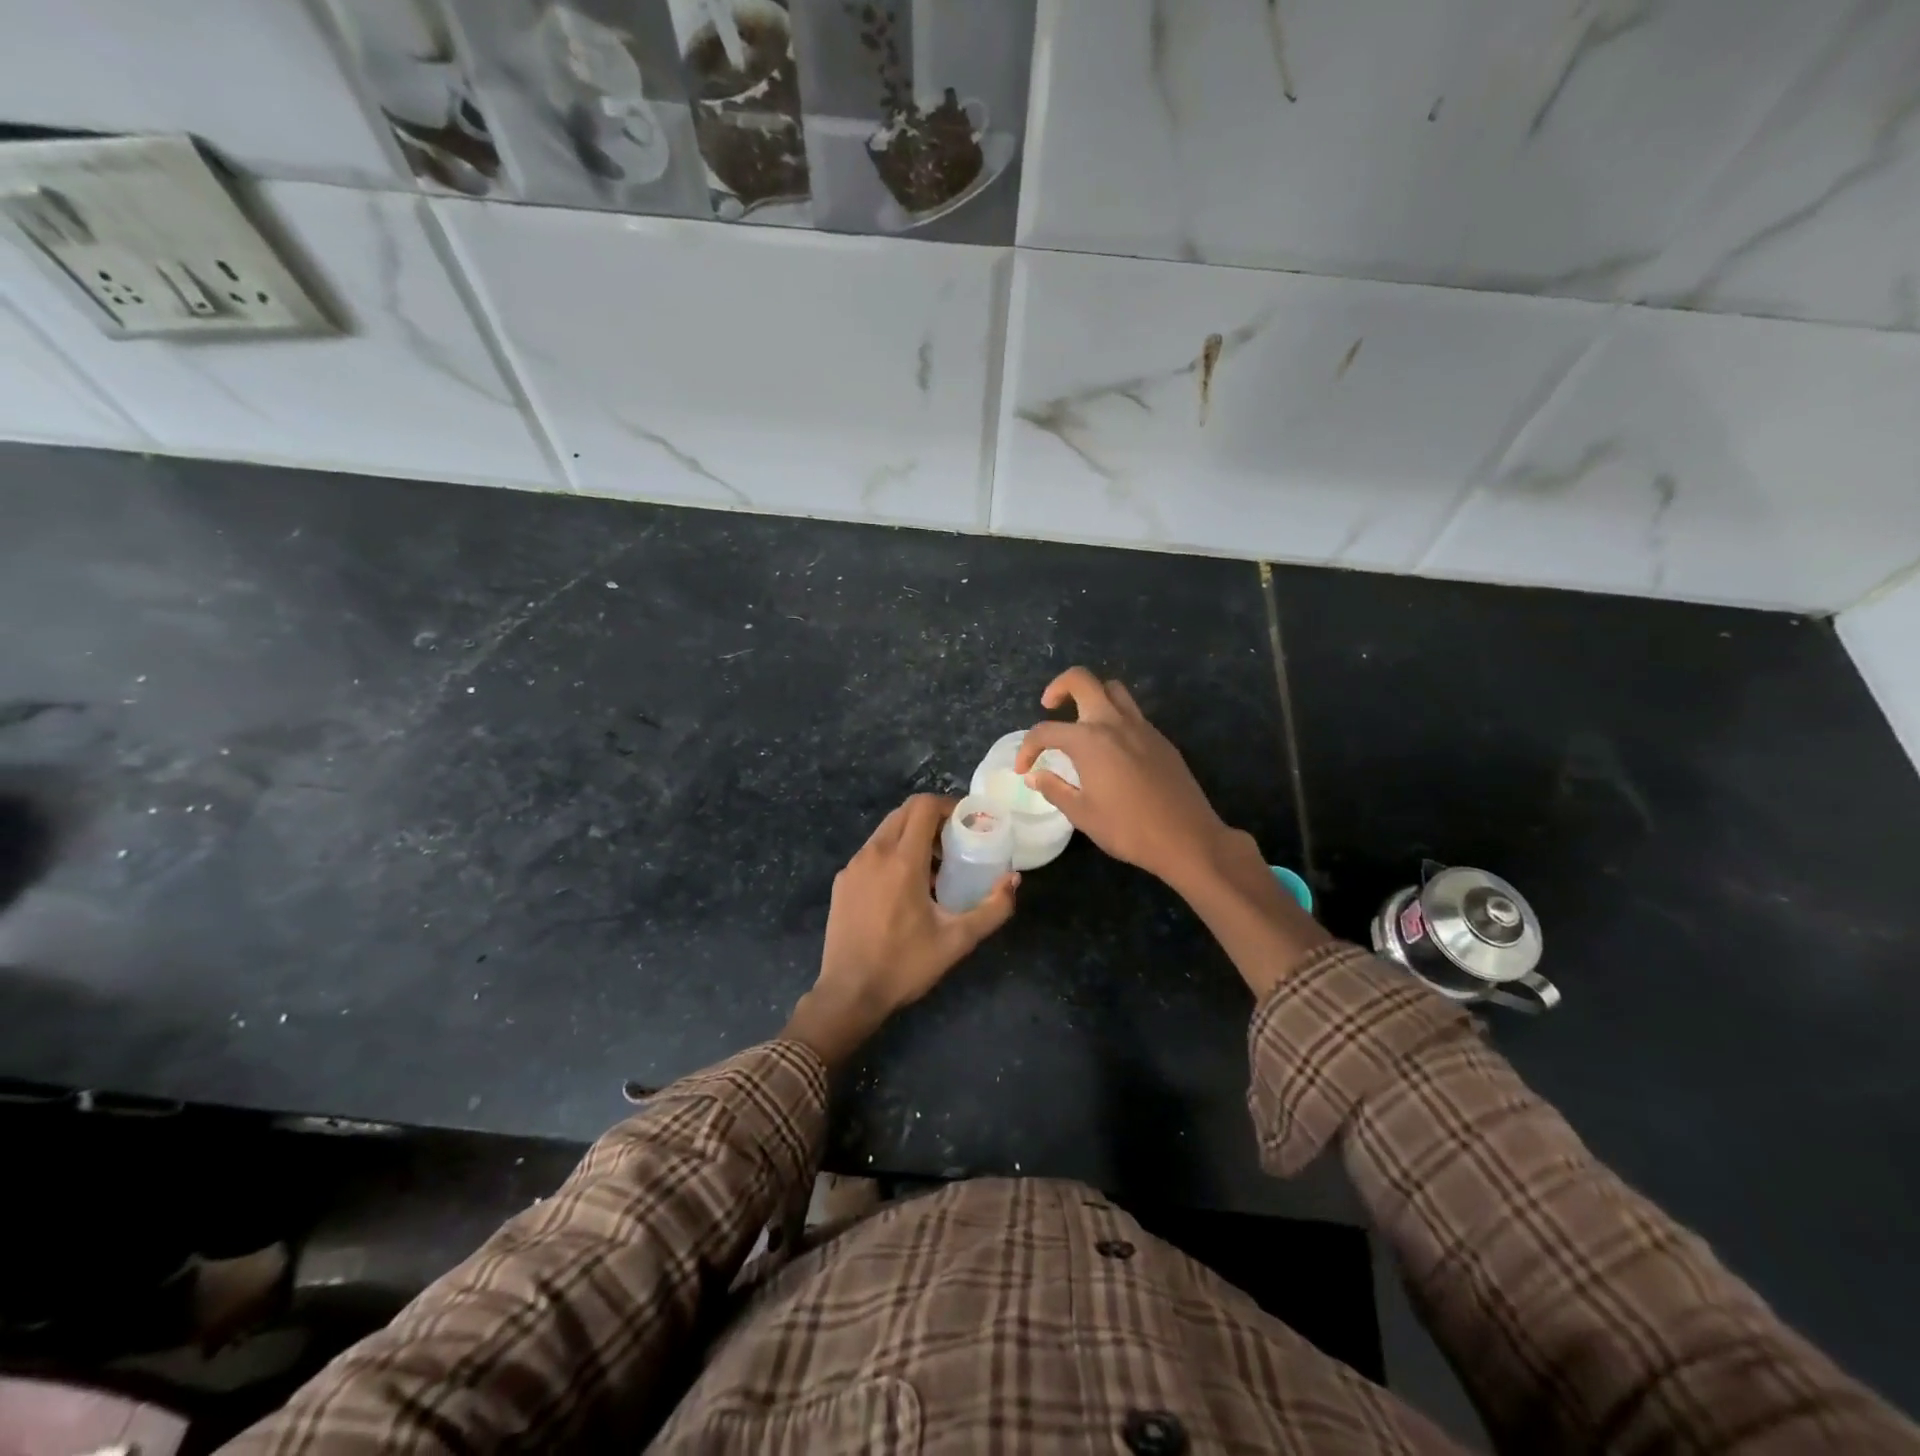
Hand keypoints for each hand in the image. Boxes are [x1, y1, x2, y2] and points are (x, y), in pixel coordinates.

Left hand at [784, 795, 1017, 1067]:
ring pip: (886, 830)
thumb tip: (1014, 879)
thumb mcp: (958, 940)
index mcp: (903, 860)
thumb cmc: (905, 965)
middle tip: (954, 840)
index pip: (924, 806)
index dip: (948, 805)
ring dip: (911, 834)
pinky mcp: (842, 881)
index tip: (967, 820)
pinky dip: (892, 852)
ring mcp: (853, 866)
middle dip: (932, 817)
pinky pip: (871, 852)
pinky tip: (903, 887)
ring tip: (933, 865)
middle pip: (904, 812)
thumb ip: (993, 908)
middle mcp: (874, 853)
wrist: (849, 993)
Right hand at [1014, 666, 1231, 890]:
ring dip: (1092, 695)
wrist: (1187, 838)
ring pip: (1112, 690)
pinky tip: (1111, 748)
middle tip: (1049, 707)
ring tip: (1081, 721)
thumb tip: (1035, 775)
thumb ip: (1054, 789)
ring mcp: (1142, 727)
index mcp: (1089, 740)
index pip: (1046, 731)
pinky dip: (1114, 717)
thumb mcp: (1082, 814)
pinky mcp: (1160, 739)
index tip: (1024, 769)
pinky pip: (1132, 713)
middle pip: (1082, 681)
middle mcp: (1114, 723)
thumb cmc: (1128, 828)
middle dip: (1059, 687)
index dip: (1027, 748)